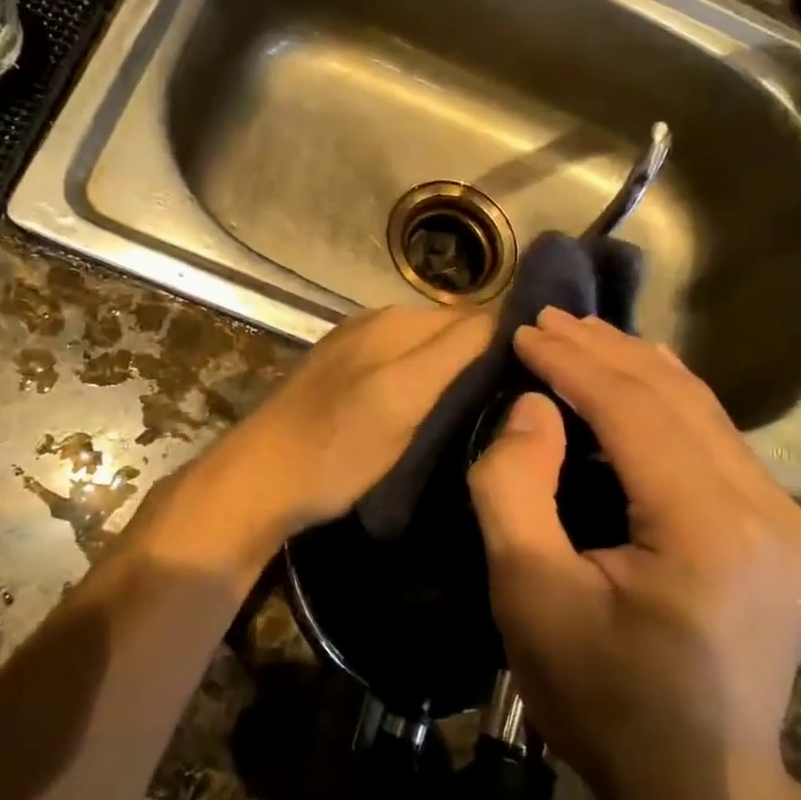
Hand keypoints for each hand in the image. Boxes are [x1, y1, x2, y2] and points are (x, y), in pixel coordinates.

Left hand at [146, 306, 492, 575]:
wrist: (260, 483)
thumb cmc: (337, 446)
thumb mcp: (403, 398)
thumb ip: (454, 352)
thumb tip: (508, 316)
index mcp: (396, 320)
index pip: (476, 317)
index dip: (509, 344)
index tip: (540, 383)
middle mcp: (377, 324)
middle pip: (451, 334)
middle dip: (484, 360)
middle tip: (516, 407)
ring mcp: (356, 351)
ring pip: (427, 355)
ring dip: (455, 377)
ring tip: (483, 415)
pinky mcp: (343, 380)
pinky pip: (401, 372)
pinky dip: (423, 388)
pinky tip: (431, 417)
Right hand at [466, 308, 800, 799]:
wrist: (698, 788)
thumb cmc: (600, 699)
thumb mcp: (528, 596)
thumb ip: (516, 488)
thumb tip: (534, 408)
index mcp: (711, 530)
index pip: (636, 410)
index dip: (574, 362)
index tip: (524, 331)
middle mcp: (769, 512)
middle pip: (678, 398)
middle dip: (605, 351)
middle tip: (547, 321)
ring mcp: (789, 522)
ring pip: (704, 412)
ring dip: (636, 369)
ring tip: (580, 337)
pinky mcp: (785, 533)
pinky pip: (716, 443)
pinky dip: (665, 404)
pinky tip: (635, 381)